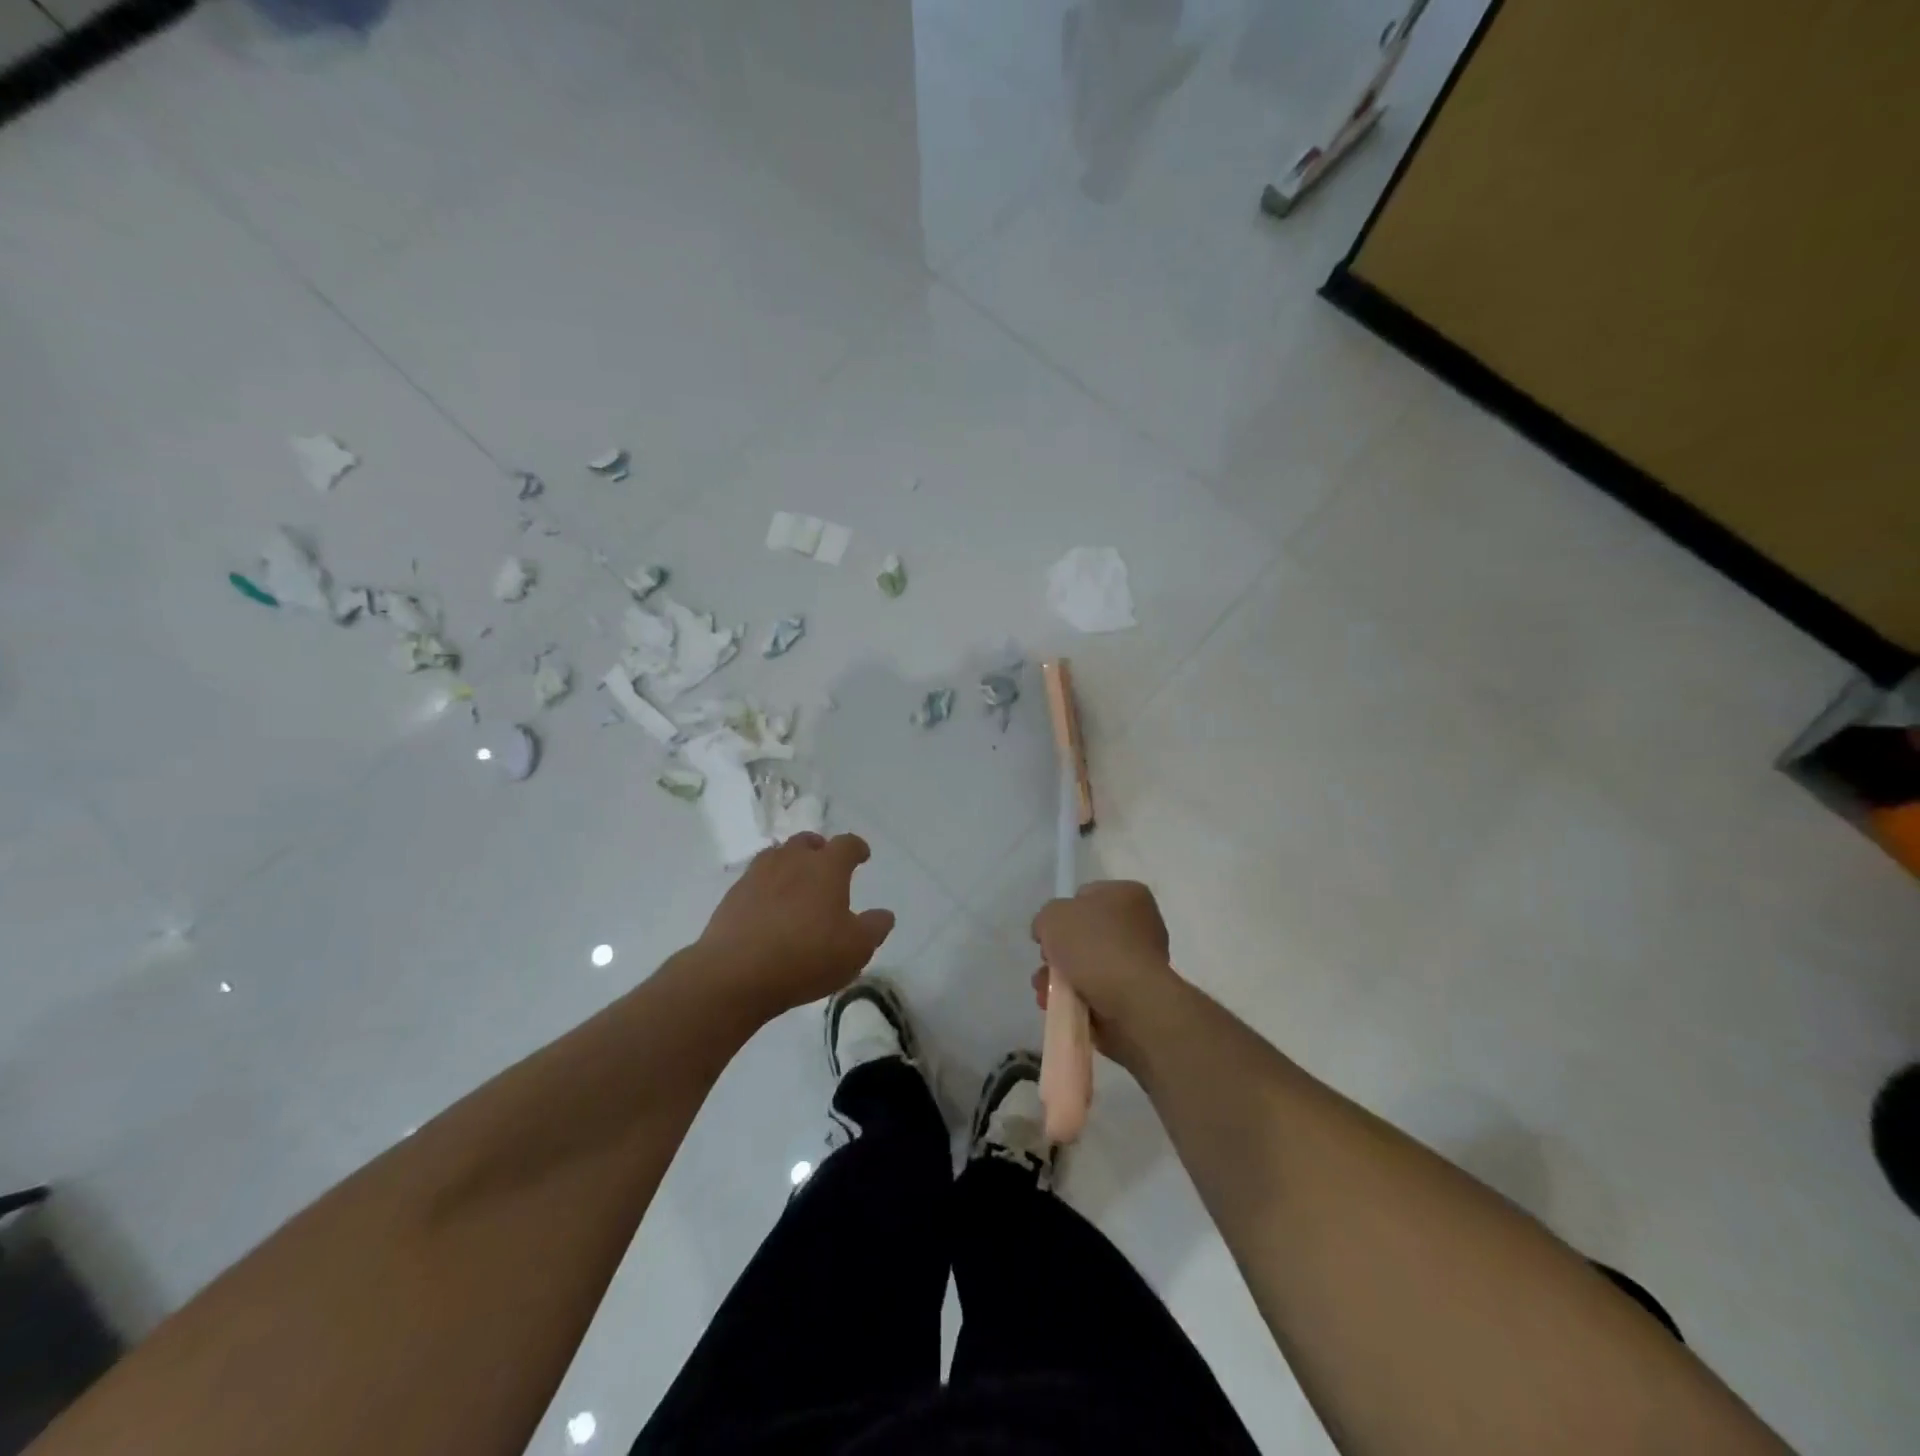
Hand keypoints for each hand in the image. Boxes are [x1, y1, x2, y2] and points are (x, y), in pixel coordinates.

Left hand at [698, 833, 895, 1018]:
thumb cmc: (806, 956)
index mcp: (826, 867)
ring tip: (796, 883)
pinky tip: (769, 908)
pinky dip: (767, 886)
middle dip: (820, 849)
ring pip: (777, 856)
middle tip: (826, 866)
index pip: (846, 844)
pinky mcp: (733, 896)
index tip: (862, 856)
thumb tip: (884, 914)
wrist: (735, 974)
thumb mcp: (855, 949)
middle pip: (807, 842)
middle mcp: (791, 861)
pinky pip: (755, 879)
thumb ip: (874, 928)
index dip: (857, 848)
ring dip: (790, 863)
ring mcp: (757, 875)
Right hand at [1030, 881, 1180, 1068]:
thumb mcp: (1053, 916)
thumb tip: (1049, 934)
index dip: (1062, 913)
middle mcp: (1140, 924)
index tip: (1049, 933)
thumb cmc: (1094, 946)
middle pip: (1086, 935)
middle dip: (1060, 953)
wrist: (1131, 1002)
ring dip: (1062, 979)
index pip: (1086, 896)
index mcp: (1128, 895)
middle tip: (1046, 965)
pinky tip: (1059, 1006)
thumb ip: (1046, 919)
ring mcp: (1140, 962)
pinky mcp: (1137, 995)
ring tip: (1045, 992)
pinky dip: (1076, 999)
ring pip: (1088, 966)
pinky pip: (1098, 991)